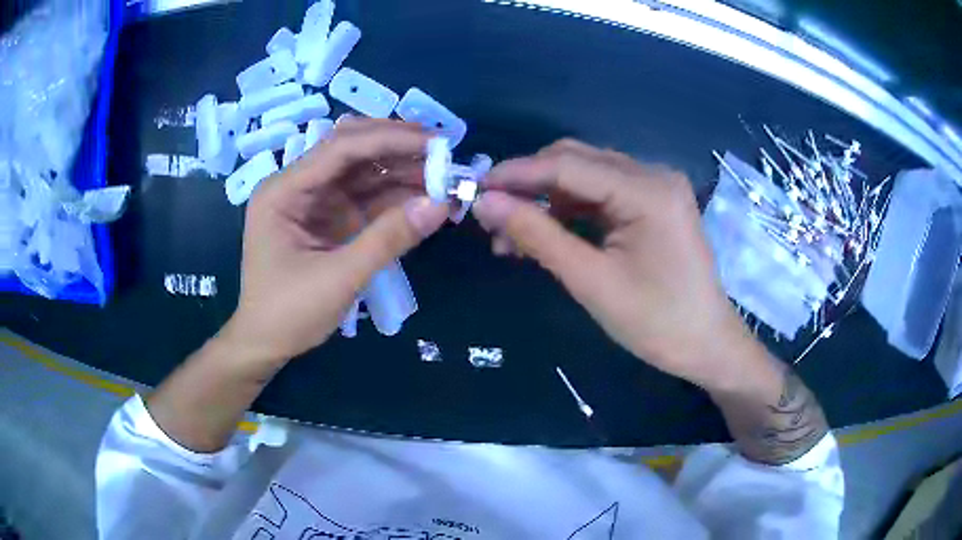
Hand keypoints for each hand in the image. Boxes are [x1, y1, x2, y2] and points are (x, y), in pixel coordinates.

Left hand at [220, 120, 448, 363]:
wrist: (266, 345)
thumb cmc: (288, 314)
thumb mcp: (339, 278)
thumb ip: (388, 239)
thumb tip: (441, 205)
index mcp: (284, 190)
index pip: (341, 148)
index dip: (390, 139)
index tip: (436, 142)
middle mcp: (298, 185)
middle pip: (352, 150)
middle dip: (398, 148)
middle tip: (444, 151)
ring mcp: (315, 201)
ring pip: (363, 172)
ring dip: (401, 171)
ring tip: (444, 175)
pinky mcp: (330, 219)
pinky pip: (366, 198)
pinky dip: (396, 197)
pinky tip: (425, 196)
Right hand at [473, 140, 759, 390]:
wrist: (706, 345)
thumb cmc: (657, 322)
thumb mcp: (591, 281)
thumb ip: (537, 235)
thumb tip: (485, 203)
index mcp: (647, 190)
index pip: (567, 165)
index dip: (516, 174)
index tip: (473, 188)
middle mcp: (652, 174)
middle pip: (575, 161)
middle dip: (529, 185)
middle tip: (492, 218)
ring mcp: (655, 187)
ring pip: (584, 177)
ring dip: (546, 201)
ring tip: (512, 238)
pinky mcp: (652, 204)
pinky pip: (601, 195)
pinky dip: (569, 211)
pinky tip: (545, 235)